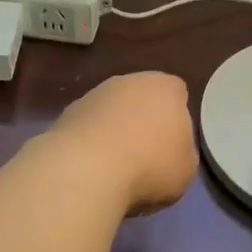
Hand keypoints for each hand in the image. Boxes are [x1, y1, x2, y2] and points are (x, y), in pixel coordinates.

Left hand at [49, 71, 197, 214]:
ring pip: (111, 112)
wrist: (87, 169)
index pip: (177, 92)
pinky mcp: (66, 115)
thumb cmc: (150, 164)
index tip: (173, 143)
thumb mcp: (186, 168)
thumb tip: (171, 150)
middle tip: (146, 155)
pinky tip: (92, 169)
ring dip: (114, 132)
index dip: (176, 117)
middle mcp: (128, 81)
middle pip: (141, 98)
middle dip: (143, 121)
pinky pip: (87, 129)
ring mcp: (93, 95)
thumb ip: (182, 150)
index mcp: (165, 87)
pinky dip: (90, 145)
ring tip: (115, 167)